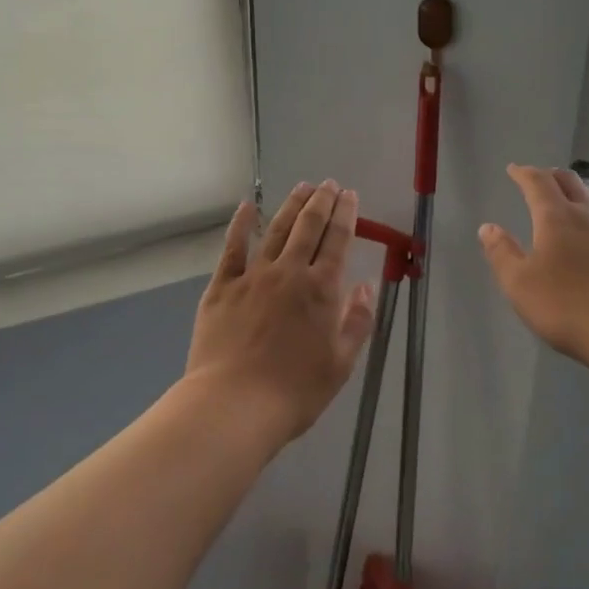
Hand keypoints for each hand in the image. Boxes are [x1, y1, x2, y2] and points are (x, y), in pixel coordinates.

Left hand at [185, 182, 376, 445]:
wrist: (234, 404)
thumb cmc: (294, 391)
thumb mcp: (340, 364)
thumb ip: (357, 321)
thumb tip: (366, 286)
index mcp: (321, 290)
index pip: (337, 240)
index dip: (345, 214)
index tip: (349, 195)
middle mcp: (288, 273)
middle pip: (308, 226)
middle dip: (321, 201)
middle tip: (328, 184)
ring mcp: (252, 276)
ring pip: (275, 230)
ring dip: (291, 205)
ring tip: (301, 187)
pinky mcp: (222, 286)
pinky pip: (233, 248)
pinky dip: (241, 224)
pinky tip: (248, 207)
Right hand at [478, 165, 588, 376]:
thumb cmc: (567, 307)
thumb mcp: (519, 284)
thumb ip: (501, 253)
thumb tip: (488, 227)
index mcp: (555, 219)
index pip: (537, 184)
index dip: (524, 174)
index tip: (513, 169)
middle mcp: (588, 217)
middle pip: (570, 184)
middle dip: (551, 177)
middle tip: (540, 177)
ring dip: (579, 190)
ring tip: (570, 190)